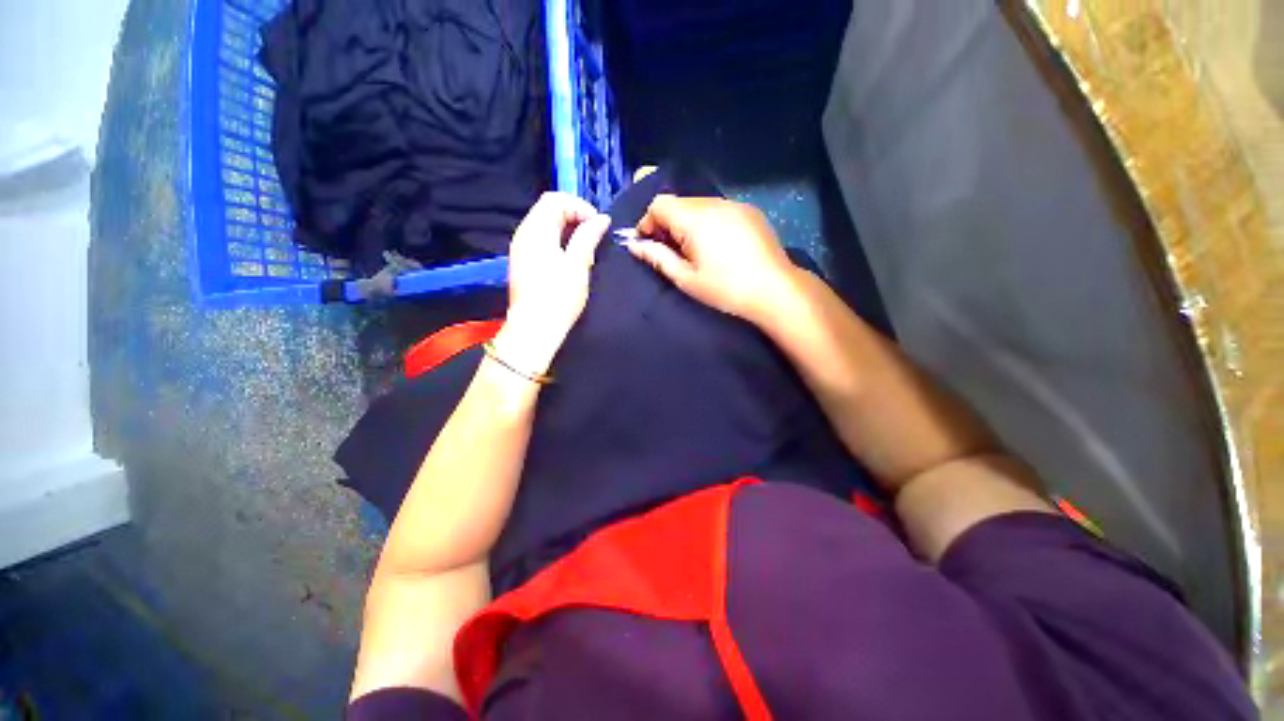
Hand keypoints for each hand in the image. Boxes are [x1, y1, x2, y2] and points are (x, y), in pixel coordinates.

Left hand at [500, 192, 609, 372]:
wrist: (534, 329)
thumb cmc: (558, 297)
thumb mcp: (578, 265)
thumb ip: (588, 237)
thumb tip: (601, 219)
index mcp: (536, 230)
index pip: (556, 199)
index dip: (580, 207)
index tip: (597, 226)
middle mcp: (523, 233)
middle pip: (548, 209)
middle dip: (574, 215)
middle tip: (593, 235)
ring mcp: (520, 248)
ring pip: (544, 223)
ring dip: (566, 228)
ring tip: (585, 247)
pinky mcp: (522, 261)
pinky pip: (540, 239)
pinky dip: (557, 239)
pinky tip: (569, 257)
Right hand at [626, 195, 797, 324]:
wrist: (775, 290)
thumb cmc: (725, 289)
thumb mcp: (686, 278)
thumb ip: (657, 258)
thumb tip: (633, 244)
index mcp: (695, 218)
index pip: (659, 204)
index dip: (648, 222)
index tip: (648, 244)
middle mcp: (714, 203)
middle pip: (679, 202)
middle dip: (668, 223)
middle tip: (671, 251)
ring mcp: (735, 205)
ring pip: (699, 205)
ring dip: (688, 222)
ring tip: (694, 250)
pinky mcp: (750, 211)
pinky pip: (719, 209)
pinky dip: (708, 222)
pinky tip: (717, 245)